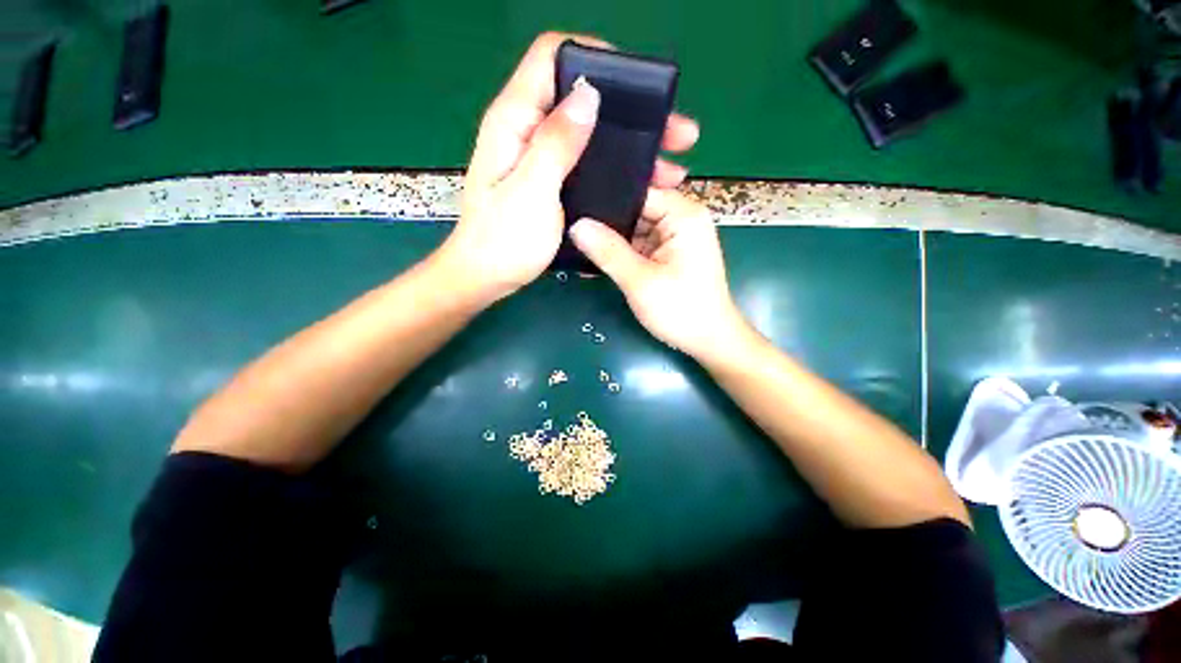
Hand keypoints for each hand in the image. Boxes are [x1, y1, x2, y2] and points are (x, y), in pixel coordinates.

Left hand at [435, 32, 699, 303]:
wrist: (488, 277)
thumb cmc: (504, 241)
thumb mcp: (531, 192)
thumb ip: (556, 143)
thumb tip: (588, 93)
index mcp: (515, 120)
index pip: (552, 57)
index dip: (594, 57)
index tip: (637, 85)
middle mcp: (527, 129)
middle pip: (578, 94)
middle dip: (627, 107)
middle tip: (670, 130)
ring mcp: (539, 155)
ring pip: (588, 130)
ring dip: (627, 140)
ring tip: (666, 163)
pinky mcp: (549, 179)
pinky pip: (586, 158)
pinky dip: (614, 163)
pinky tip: (640, 181)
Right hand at [570, 189, 749, 362]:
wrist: (708, 341)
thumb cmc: (681, 310)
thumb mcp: (640, 281)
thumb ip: (608, 251)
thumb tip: (576, 225)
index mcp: (683, 215)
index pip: (639, 192)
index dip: (607, 197)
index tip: (574, 203)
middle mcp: (681, 219)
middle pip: (635, 209)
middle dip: (605, 220)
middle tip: (568, 224)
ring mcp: (674, 238)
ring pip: (634, 229)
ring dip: (610, 239)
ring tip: (574, 241)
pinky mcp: (668, 255)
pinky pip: (639, 246)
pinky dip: (620, 253)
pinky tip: (594, 257)